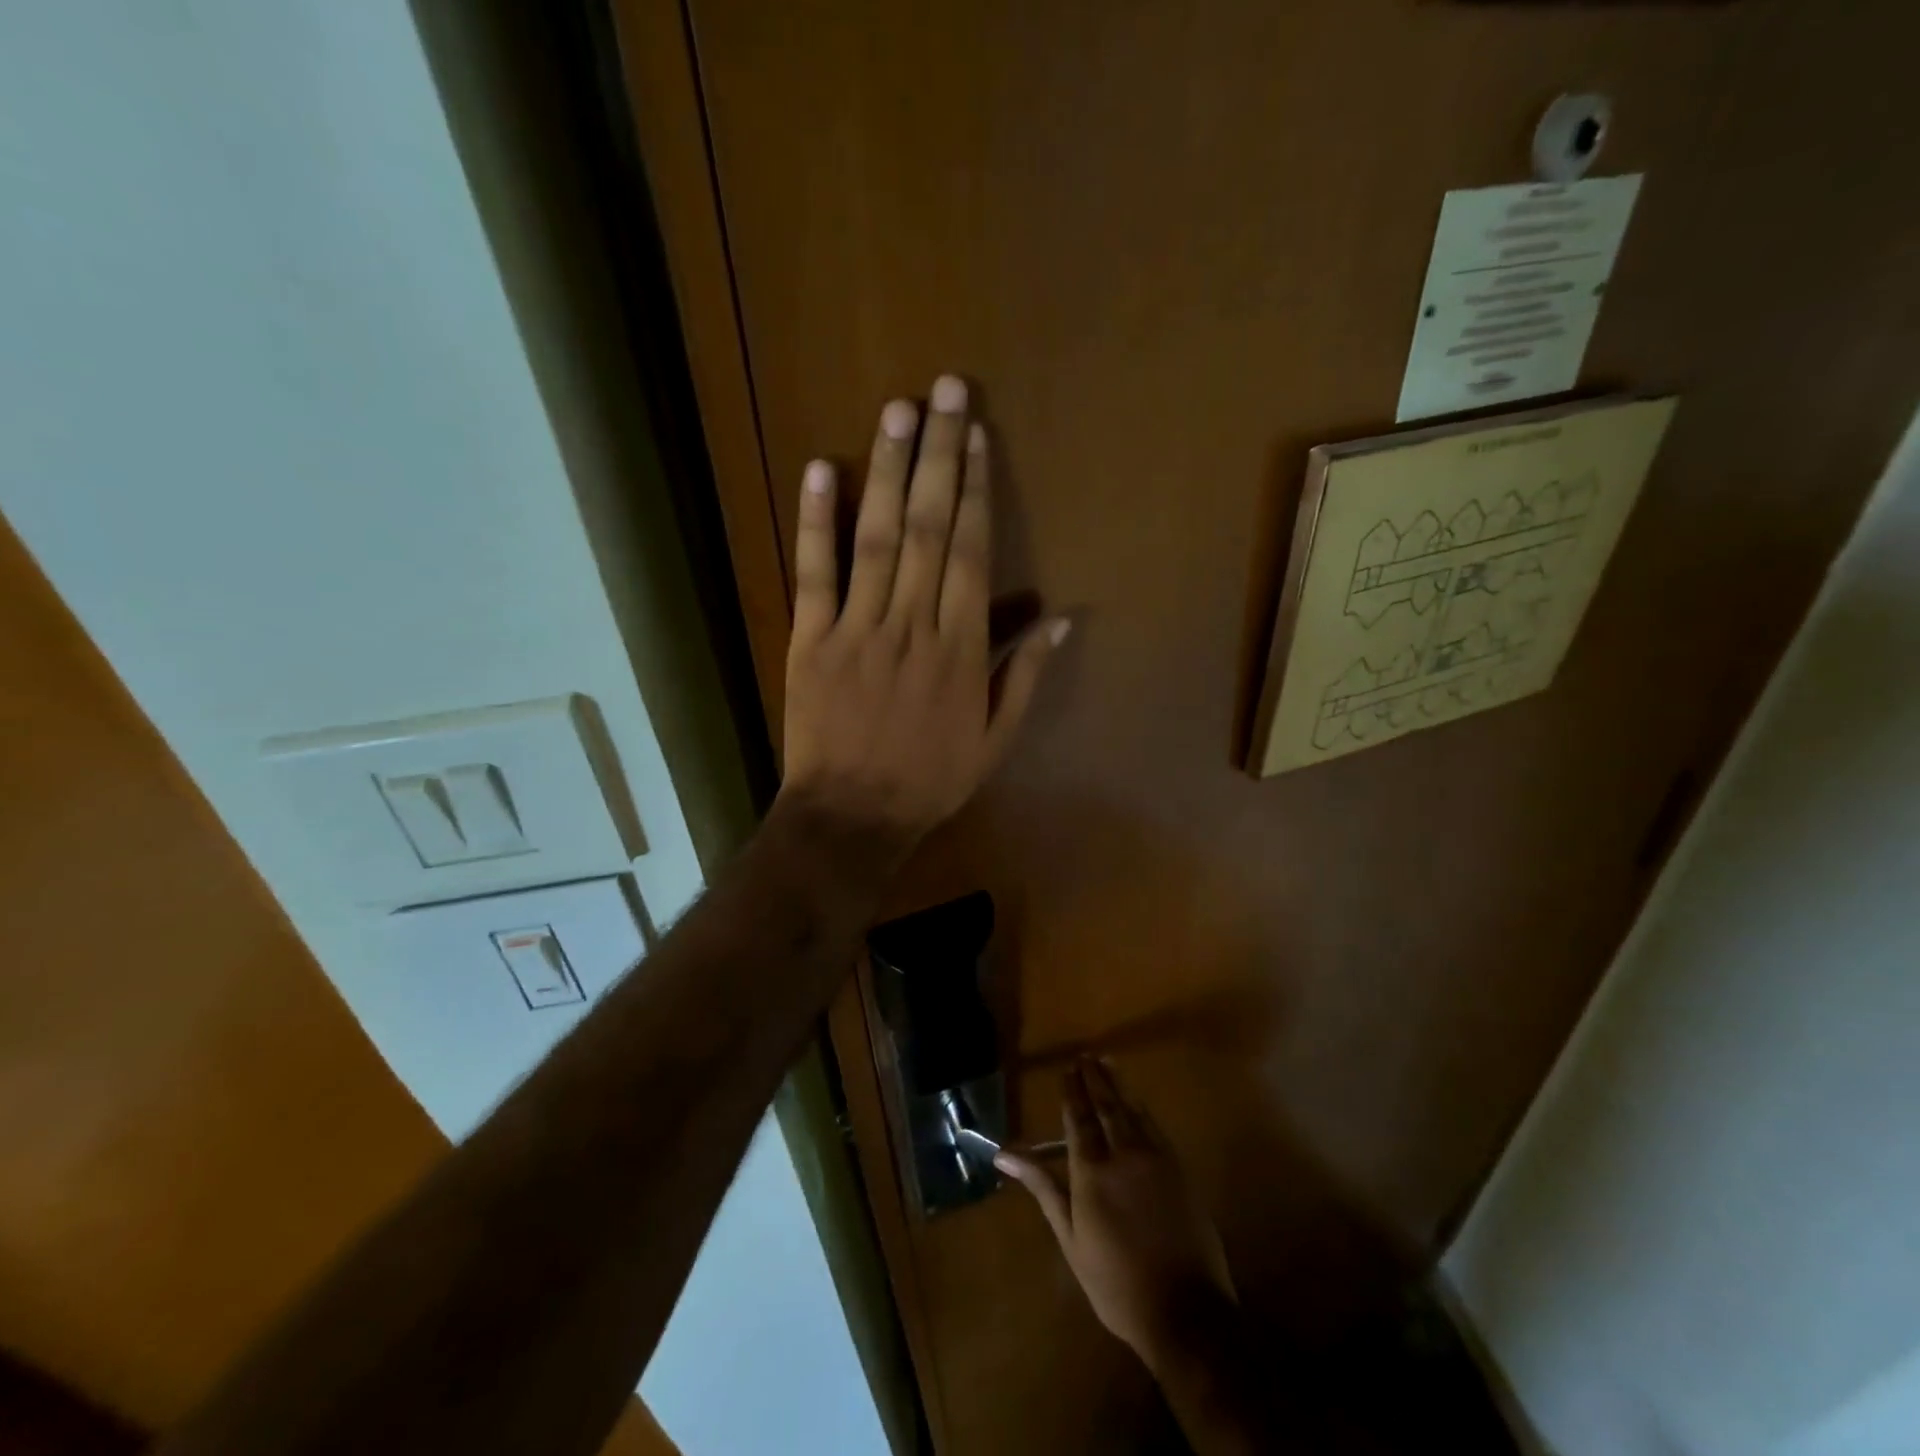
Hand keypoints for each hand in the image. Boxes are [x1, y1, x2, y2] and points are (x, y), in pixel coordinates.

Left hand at [777, 375, 1066, 858]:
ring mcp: (856, 629)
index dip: (975, 491)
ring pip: (875, 539)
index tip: (977, 438)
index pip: (969, 553)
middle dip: (938, 455)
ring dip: (886, 471)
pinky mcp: (810, 640)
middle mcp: (911, 625)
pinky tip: (820, 471)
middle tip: (945, 391)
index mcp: (959, 650)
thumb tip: (1061, 619)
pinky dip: (815, 524)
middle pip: (927, 528)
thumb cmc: (929, 780)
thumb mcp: (995, 741)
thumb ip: (1024, 676)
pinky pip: (812, 575)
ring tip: (898, 411)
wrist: (852, 816)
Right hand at [996, 1059, 1236, 1371]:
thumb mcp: (1070, 1238)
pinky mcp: (1179, 1168)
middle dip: (1094, 1078)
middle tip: (1085, 1056)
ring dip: (1118, 1084)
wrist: (1185, 1311)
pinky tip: (1136, 1101)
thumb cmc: (1116, 1282)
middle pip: (1106, 1105)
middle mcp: (1123, 1154)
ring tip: (1106, 1062)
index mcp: (1091, 1172)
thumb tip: (1004, 1155)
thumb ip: (1042, 1188)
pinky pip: (1155, 1125)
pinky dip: (1141, 1107)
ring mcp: (1155, 1158)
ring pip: (1132, 1109)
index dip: (1072, 1091)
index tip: (1067, 1069)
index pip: (1078, 1118)